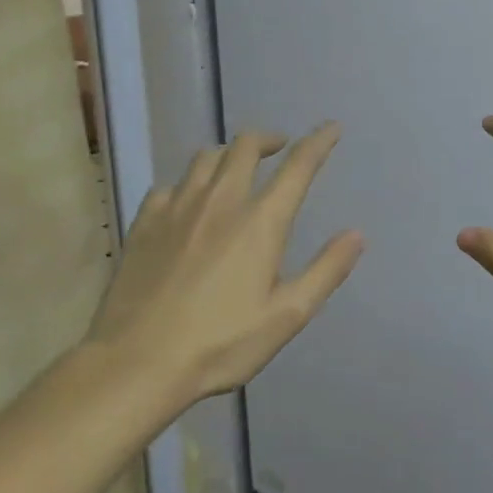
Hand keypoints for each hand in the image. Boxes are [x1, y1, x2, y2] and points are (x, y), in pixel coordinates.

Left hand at [84, 124, 363, 428]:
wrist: (136, 364)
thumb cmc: (221, 343)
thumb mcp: (287, 315)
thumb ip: (326, 271)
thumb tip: (356, 234)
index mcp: (261, 221)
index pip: (298, 166)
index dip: (319, 142)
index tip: (331, 128)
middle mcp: (221, 201)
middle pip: (246, 146)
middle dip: (268, 139)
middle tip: (280, 148)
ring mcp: (177, 208)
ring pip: (206, 158)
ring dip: (229, 154)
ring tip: (237, 168)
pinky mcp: (144, 223)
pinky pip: (170, 185)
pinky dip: (188, 184)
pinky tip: (188, 202)